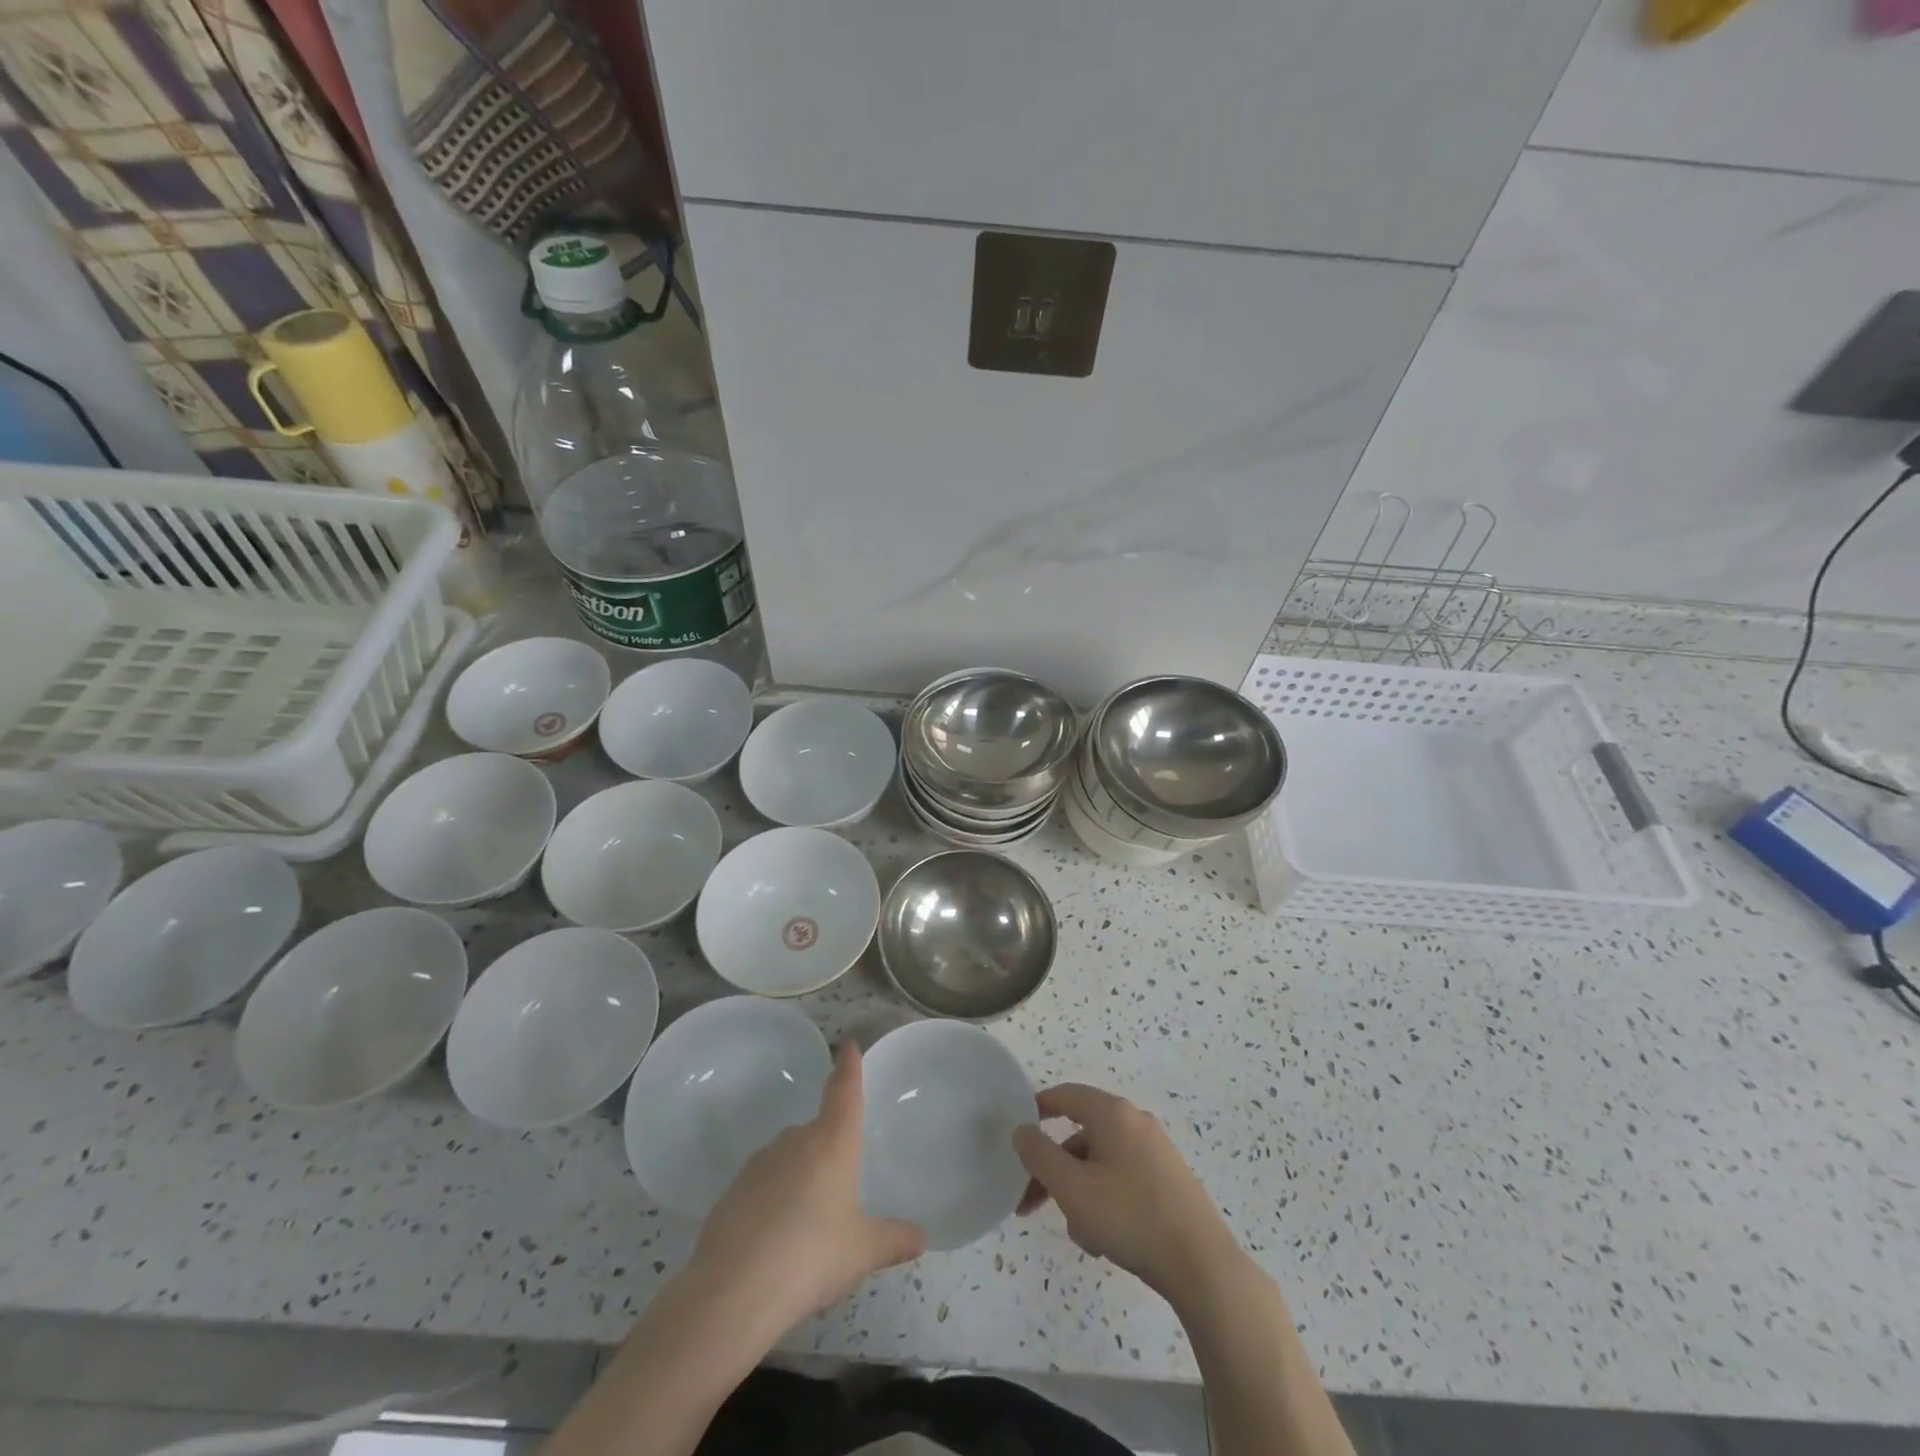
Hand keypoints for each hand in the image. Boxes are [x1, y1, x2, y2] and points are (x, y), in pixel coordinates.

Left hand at [689, 1042, 925, 1332]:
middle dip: (829, 1152)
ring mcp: (759, 1164)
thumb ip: (894, 1239)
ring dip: (800, 1180)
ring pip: (789, 1161)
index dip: (848, 1067)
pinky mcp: (731, 1193)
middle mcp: (795, 1141)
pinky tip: (777, 1244)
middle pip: (817, 1132)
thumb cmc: (812, 1256)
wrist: (733, 1292)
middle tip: (841, 1188)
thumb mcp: (863, 1252)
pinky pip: (763, 1188)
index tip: (849, 1045)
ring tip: (809, 1227)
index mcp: (832, 1142)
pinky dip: (773, 1204)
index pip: (844, 1090)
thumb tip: (921, 1236)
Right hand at [1012, 1084, 1241, 1298]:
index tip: (1016, 1135)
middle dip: (1053, 1170)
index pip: (1065, 1095)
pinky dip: (1105, 1201)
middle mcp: (1135, 1122)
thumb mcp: (1072, 1188)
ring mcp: (1155, 1151)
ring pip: (1100, 1163)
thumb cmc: (1130, 1217)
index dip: (1036, 1110)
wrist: (1202, 1265)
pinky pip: (1122, 1179)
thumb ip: (1039, 1154)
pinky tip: (1105, 1241)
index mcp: (1112, 1113)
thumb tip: (1022, 1130)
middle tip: (1029, 1203)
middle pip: (1080, 1136)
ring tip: (1081, 1235)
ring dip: (1079, 1193)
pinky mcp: (1167, 1180)